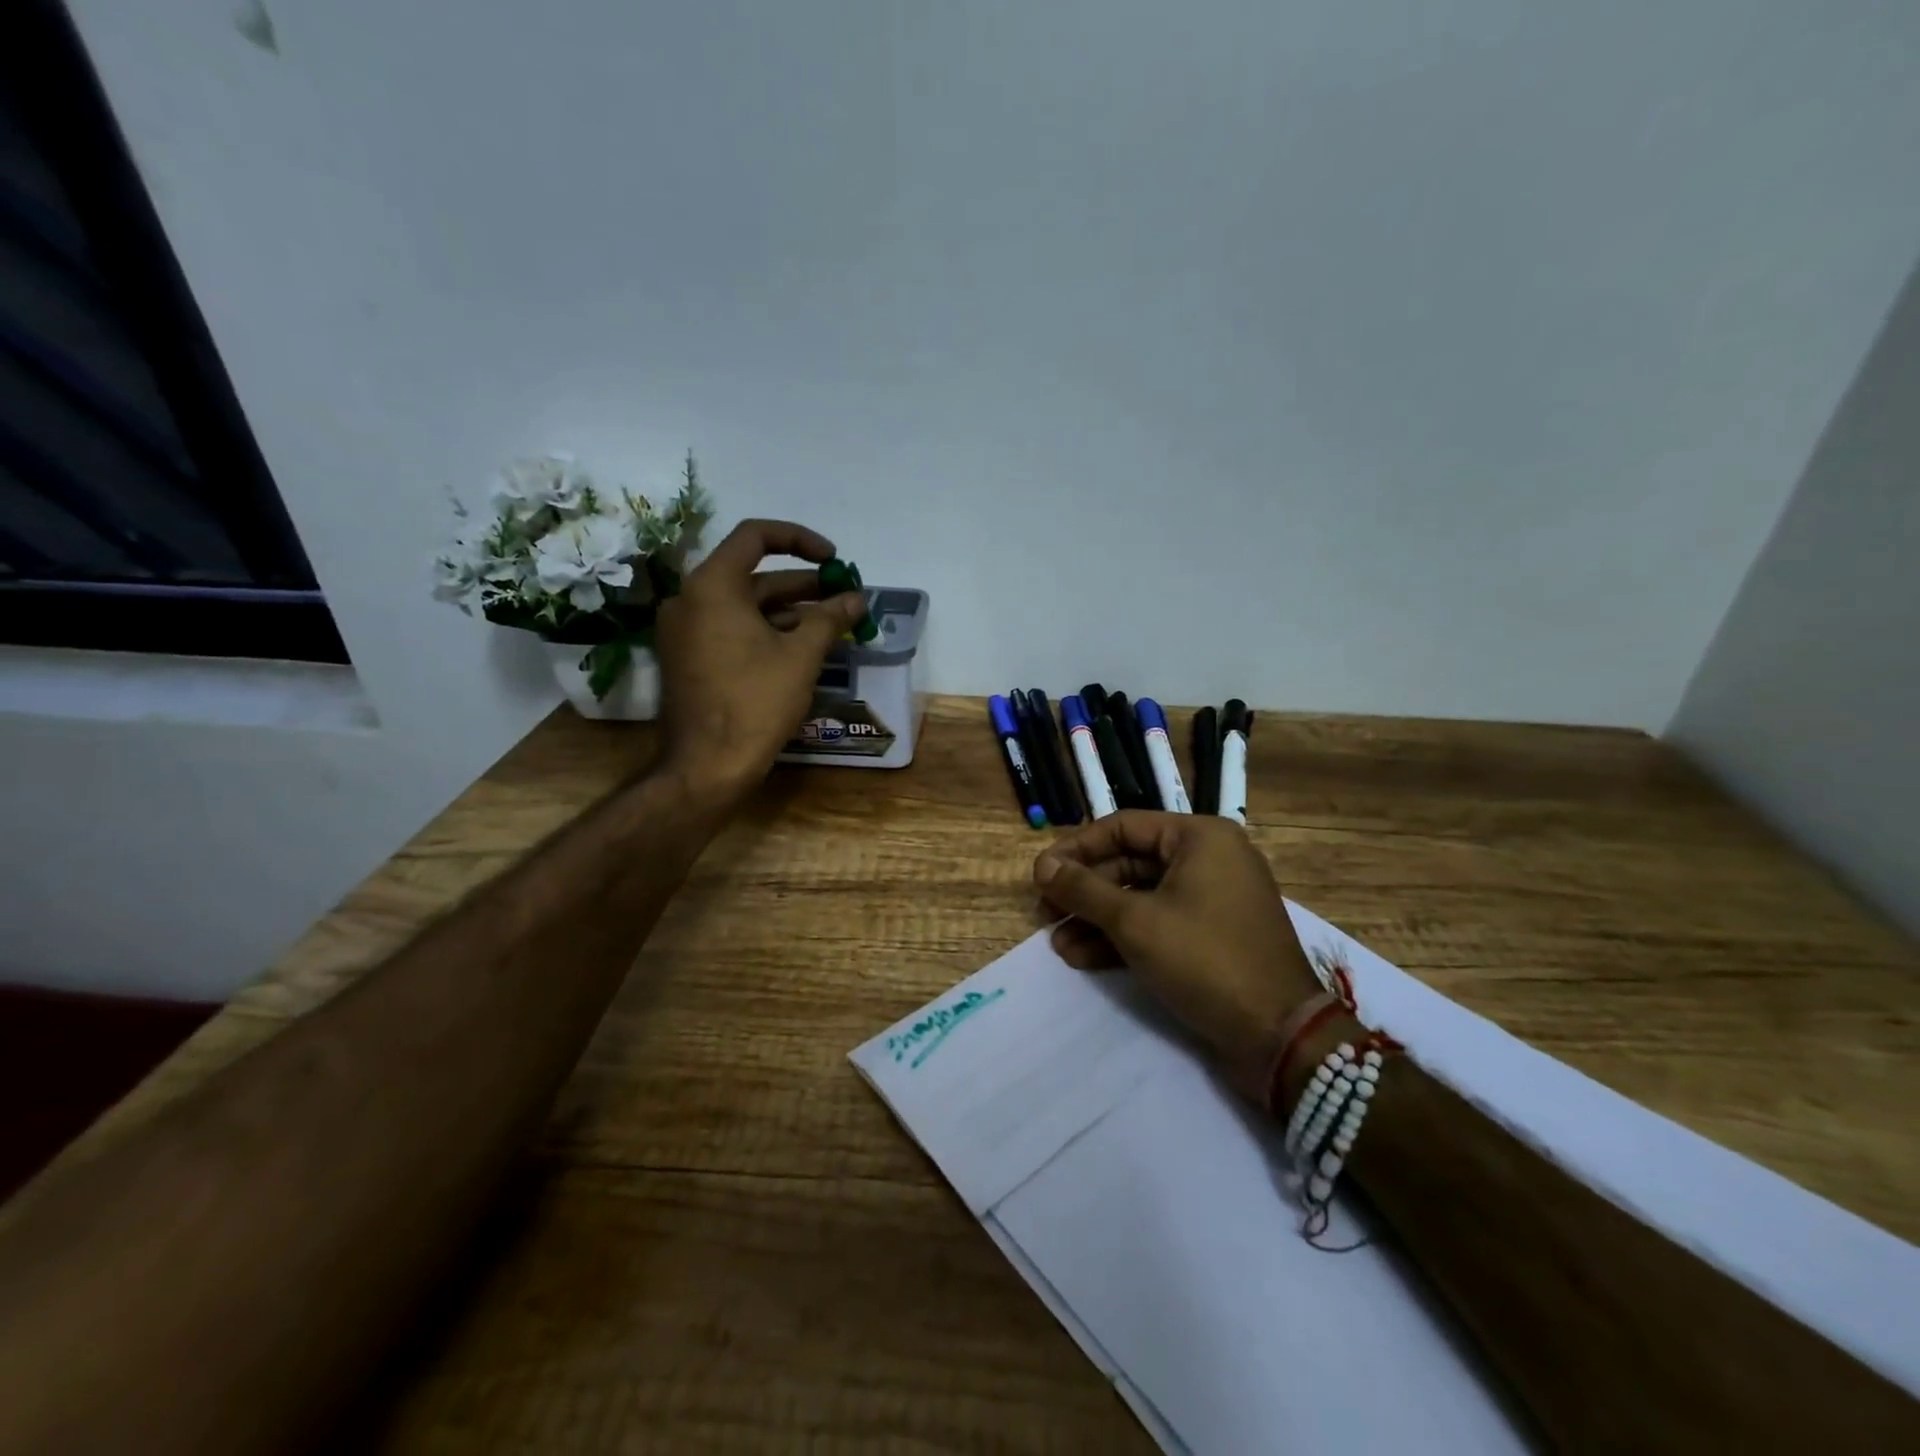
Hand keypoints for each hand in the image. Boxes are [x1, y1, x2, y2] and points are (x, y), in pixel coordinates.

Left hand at [654, 519, 866, 799]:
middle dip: (803, 585)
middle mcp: (691, 599)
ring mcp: (685, 631)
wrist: (707, 766)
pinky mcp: (688, 658)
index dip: (800, 540)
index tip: (833, 561)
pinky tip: (802, 649)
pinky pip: (731, 629)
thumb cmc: (755, 702)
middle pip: (753, 575)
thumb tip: (856, 597)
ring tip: (833, 626)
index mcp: (712, 586)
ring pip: (744, 606)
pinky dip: (766, 631)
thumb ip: (830, 618)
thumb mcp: (801, 656)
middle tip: (843, 598)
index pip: (755, 536)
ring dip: (789, 611)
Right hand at [1034, 812, 1324, 1095]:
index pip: (1121, 827)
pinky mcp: (1211, 936)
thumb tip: (1042, 866)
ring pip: (1140, 897)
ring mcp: (1212, 899)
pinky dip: (1122, 938)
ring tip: (1057, 944)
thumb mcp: (1135, 921)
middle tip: (1045, 913)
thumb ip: (1083, 889)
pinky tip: (1082, 958)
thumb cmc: (1205, 960)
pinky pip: (1158, 923)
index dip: (1075, 849)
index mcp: (1199, 838)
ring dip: (1097, 919)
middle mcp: (1208, 858)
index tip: (1040, 875)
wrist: (1279, 1036)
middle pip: (1129, 863)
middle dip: (1084, 891)